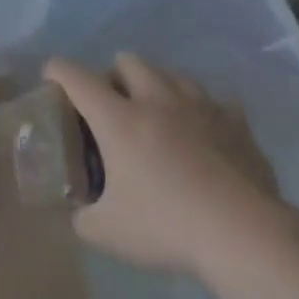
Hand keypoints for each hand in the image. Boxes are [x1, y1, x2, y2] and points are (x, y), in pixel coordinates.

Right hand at [45, 54, 283, 277]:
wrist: (247, 237)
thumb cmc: (167, 227)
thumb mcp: (104, 232)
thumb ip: (81, 216)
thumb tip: (77, 211)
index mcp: (117, 119)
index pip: (73, 75)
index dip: (55, 72)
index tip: (51, 84)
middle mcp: (156, 100)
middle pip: (128, 60)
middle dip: (112, 76)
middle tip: (111, 109)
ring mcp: (201, 108)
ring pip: (172, 73)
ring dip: (157, 86)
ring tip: (156, 116)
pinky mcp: (237, 124)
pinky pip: (215, 100)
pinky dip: (201, 110)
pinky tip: (201, 133)